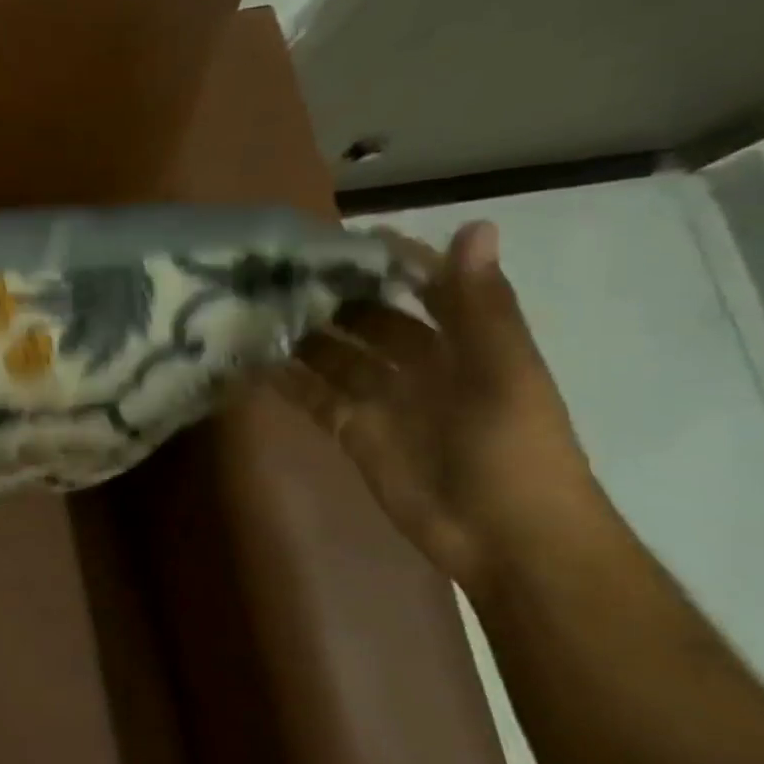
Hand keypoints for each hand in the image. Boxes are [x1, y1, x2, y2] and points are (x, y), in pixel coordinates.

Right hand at [267, 221, 600, 591]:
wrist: (505, 537)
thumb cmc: (515, 449)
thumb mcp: (503, 370)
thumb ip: (480, 304)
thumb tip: (474, 225)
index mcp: (466, 343)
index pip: (427, 288)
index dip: (393, 262)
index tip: (342, 238)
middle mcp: (421, 365)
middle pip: (372, 320)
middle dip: (334, 296)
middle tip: (277, 272)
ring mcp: (382, 399)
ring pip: (336, 356)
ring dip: (303, 335)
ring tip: (254, 308)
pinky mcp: (352, 431)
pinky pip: (313, 397)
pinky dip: (284, 381)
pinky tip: (249, 361)